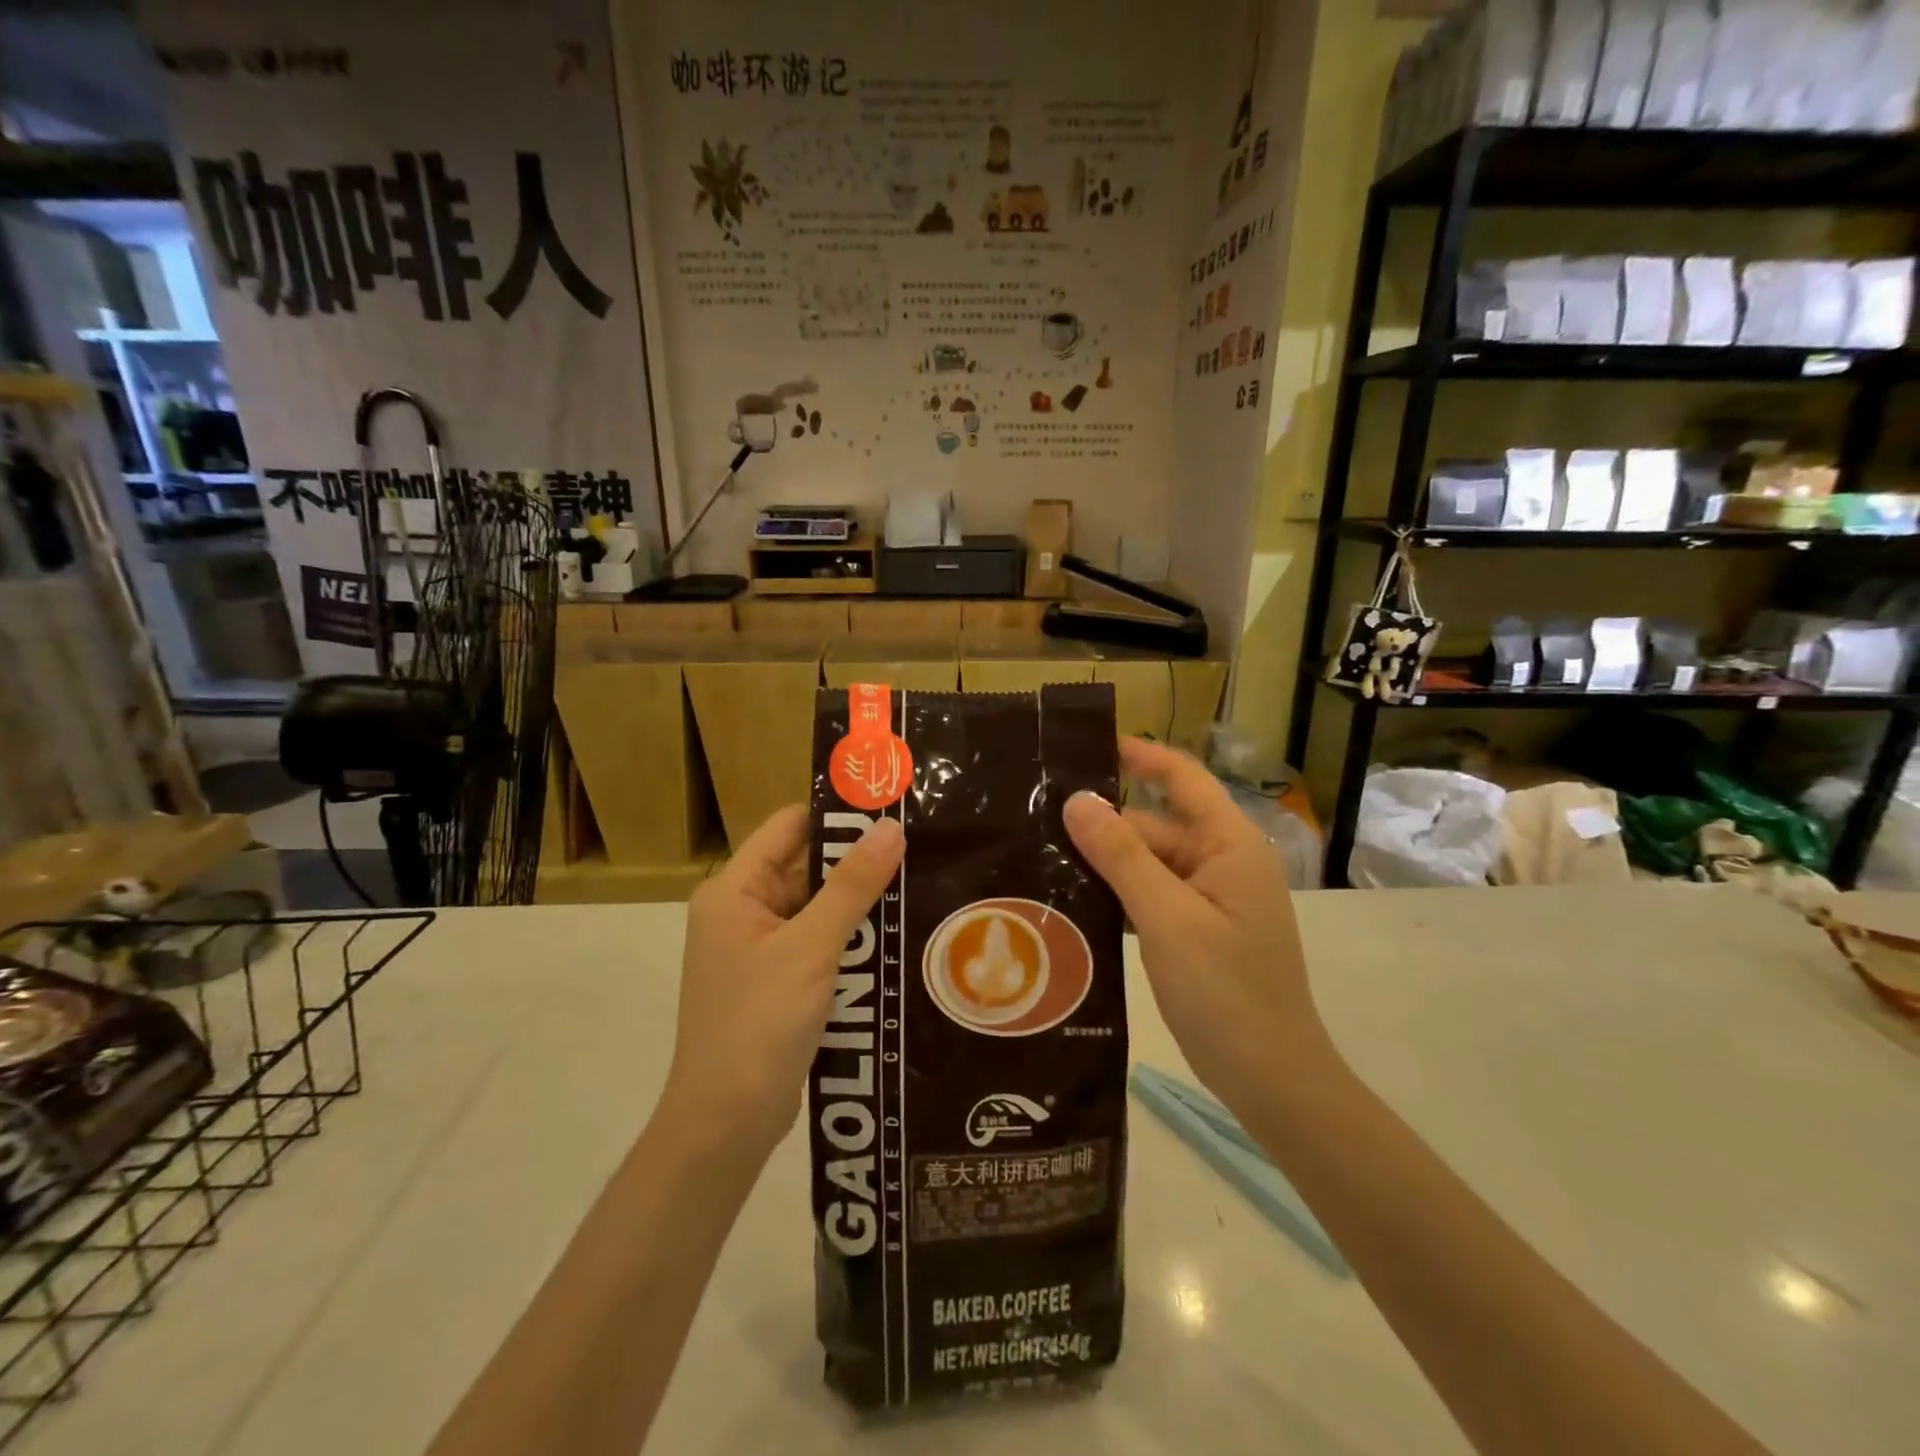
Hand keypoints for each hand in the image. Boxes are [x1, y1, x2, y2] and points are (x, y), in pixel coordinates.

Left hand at [662, 806, 903, 1162]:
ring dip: (860, 903)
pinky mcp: (779, 981)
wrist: (725, 1125)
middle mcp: (743, 911)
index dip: (837, 815)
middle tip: (920, 847)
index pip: (788, 828)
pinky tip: (899, 935)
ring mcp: (760, 949)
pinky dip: (853, 938)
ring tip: (921, 884)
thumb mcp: (810, 948)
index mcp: (734, 891)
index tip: (891, 808)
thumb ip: (851, 887)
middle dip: (858, 861)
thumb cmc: (758, 1025)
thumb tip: (890, 828)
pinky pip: (820, 942)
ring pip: (818, 907)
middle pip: (806, 867)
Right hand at [1063, 739, 1334, 1113]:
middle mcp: (1223, 863)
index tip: (1090, 744)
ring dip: (1107, 862)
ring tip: (1044, 856)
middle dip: (1106, 824)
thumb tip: (1077, 800)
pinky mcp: (1199, 932)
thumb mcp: (1166, 918)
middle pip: (1157, 826)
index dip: (1141, 756)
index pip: (1184, 779)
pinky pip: (1153, 896)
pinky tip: (1075, 901)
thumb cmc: (1225, 991)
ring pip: (1151, 864)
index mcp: (1230, 846)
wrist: (1272, 1080)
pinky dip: (1119, 894)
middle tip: (1039, 820)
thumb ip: (1121, 856)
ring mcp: (1213, 900)